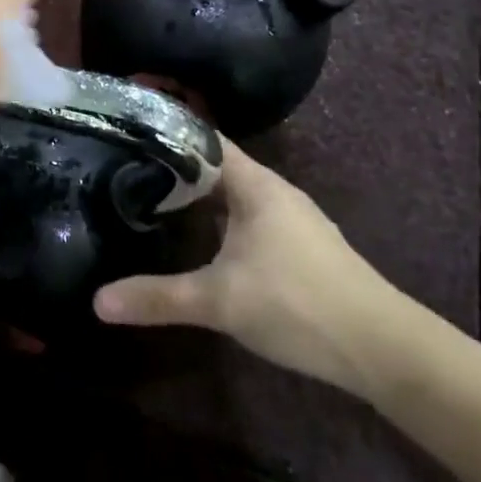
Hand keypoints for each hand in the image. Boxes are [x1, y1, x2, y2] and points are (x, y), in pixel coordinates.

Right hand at [93, 142, 408, 399]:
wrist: (383, 348)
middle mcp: (273, 191)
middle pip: (215, 167)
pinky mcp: (299, 247)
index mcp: (255, 184)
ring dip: (197, 198)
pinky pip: (247, 219)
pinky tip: (199, 243)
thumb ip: (158, 297)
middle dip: (174, 169)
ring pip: (233, 196)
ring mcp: (290, 219)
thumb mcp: (219, 301)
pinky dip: (218, 221)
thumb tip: (97, 301)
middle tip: (125, 171)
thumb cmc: (297, 303)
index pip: (203, 140)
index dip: (166, 133)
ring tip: (152, 201)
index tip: (126, 134)